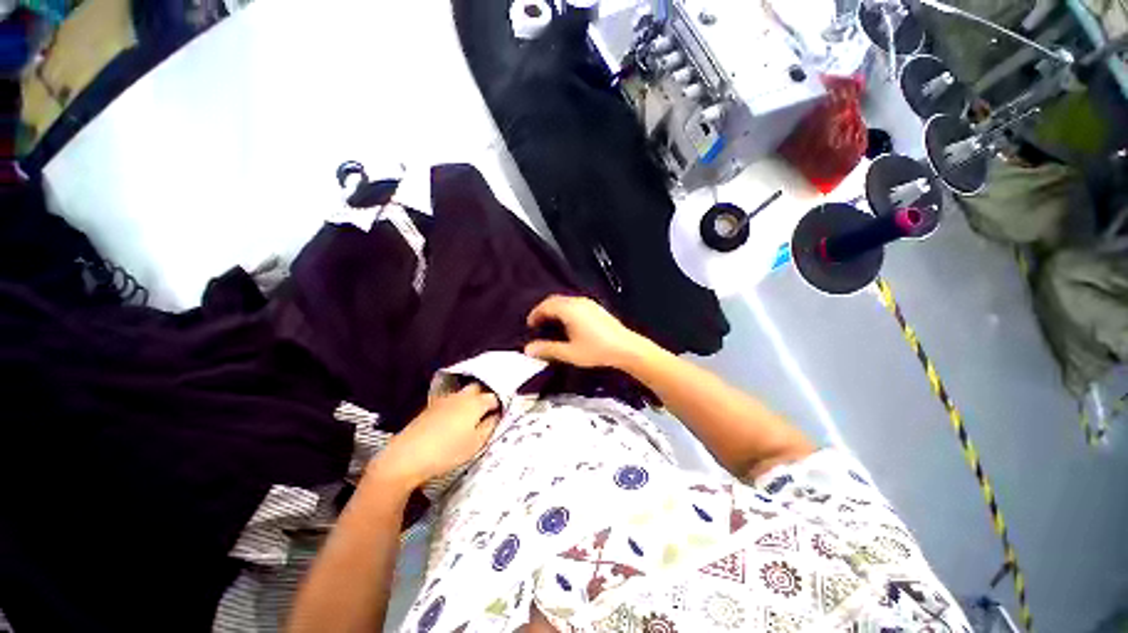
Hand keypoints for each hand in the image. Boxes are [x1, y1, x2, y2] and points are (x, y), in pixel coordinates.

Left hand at [369, 384, 500, 490]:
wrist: (406, 457)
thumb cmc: (447, 452)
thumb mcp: (475, 444)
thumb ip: (489, 427)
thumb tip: (496, 416)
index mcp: (475, 403)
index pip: (494, 397)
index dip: (500, 404)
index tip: (502, 414)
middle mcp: (461, 396)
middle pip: (478, 388)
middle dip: (485, 395)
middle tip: (489, 411)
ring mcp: (444, 400)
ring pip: (463, 393)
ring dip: (471, 400)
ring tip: (473, 416)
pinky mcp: (430, 408)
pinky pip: (451, 401)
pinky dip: (457, 405)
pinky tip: (454, 420)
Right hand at [523, 295, 650, 368]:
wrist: (625, 347)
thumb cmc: (596, 350)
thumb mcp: (569, 352)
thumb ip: (548, 349)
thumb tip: (528, 349)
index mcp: (569, 309)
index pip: (546, 306)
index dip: (535, 314)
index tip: (530, 325)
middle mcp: (578, 302)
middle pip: (555, 300)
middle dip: (543, 310)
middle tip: (537, 324)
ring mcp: (588, 303)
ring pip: (565, 301)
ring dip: (554, 310)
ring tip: (550, 324)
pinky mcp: (596, 307)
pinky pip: (574, 303)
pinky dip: (564, 310)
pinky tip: (567, 323)